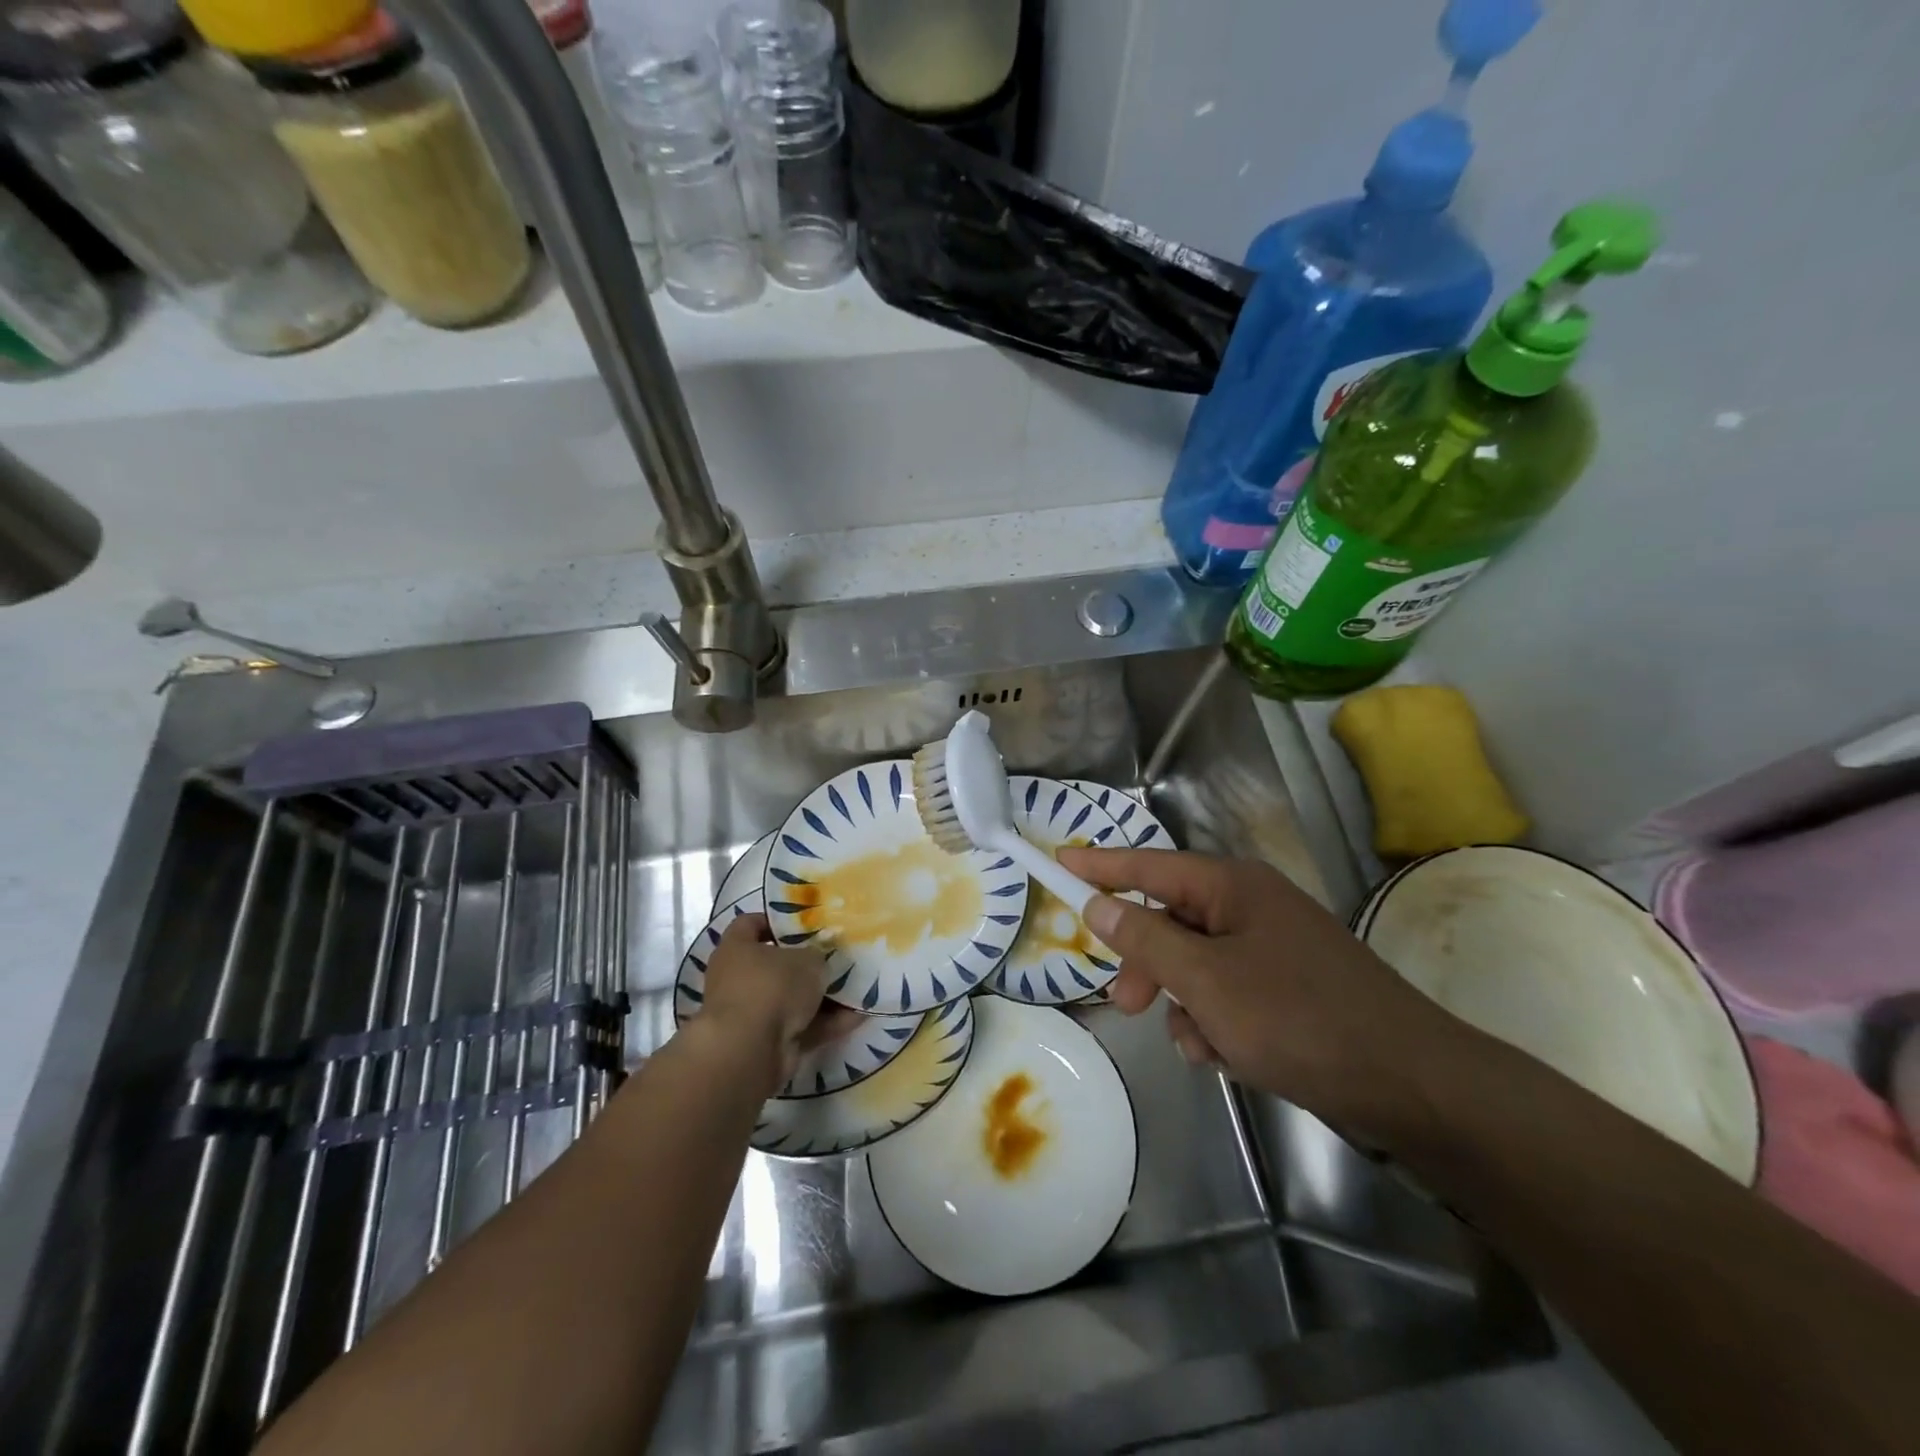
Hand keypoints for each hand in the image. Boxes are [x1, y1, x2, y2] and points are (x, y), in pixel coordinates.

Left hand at [696, 914, 862, 1096]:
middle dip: (807, 964)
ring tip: (857, 988)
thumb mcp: (807, 958)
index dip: (776, 921)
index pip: (750, 924)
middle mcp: (738, 979)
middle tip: (838, 957)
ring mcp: (752, 1014)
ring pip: (792, 999)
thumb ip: (817, 953)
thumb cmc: (773, 986)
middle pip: (776, 965)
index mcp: (737, 949)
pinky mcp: (767, 1043)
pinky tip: (857, 1017)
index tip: (805, 922)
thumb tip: (820, 956)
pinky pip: (802, 1027)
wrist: (751, 1051)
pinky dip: (826, 1023)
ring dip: (822, 997)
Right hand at [1061, 847, 1459, 1142]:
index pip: (1148, 865)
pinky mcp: (1288, 988)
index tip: (1059, 861)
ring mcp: (1273, 948)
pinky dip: (1216, 1022)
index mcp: (1232, 887)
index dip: (1101, 866)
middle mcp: (1251, 907)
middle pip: (1170, 920)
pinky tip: (1228, 1056)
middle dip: (1147, 963)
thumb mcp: (1205, 980)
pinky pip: (1226, 993)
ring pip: (1196, 965)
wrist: (1410, 1084)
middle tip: (1125, 1003)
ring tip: (1200, 1045)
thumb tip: (1098, 904)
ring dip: (1184, 1003)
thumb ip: (1145, 939)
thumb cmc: (1297, 1018)